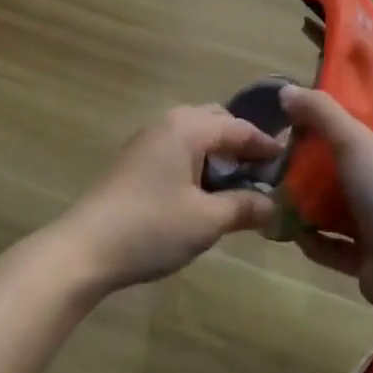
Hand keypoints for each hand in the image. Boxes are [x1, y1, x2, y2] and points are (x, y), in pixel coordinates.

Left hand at [57, 106, 278, 292]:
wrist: (82, 250)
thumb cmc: (151, 228)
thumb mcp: (207, 220)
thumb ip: (245, 207)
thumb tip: (275, 205)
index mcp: (188, 127)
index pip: (239, 127)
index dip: (266, 145)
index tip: (290, 162)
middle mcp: (168, 123)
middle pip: (216, 122)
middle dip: (242, 143)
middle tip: (264, 172)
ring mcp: (147, 141)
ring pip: (195, 136)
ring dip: (219, 154)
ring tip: (238, 185)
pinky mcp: (134, 161)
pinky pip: (178, 149)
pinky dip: (199, 163)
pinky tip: (204, 193)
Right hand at [279, 86, 372, 317]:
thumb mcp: (354, 140)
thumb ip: (320, 113)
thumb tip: (286, 90)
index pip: (351, 133)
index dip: (319, 130)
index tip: (286, 133)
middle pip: (337, 172)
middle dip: (305, 172)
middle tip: (272, 172)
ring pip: (333, 210)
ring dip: (305, 207)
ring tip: (272, 203)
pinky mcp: (367, 259)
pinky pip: (332, 245)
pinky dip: (313, 241)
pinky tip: (290, 235)